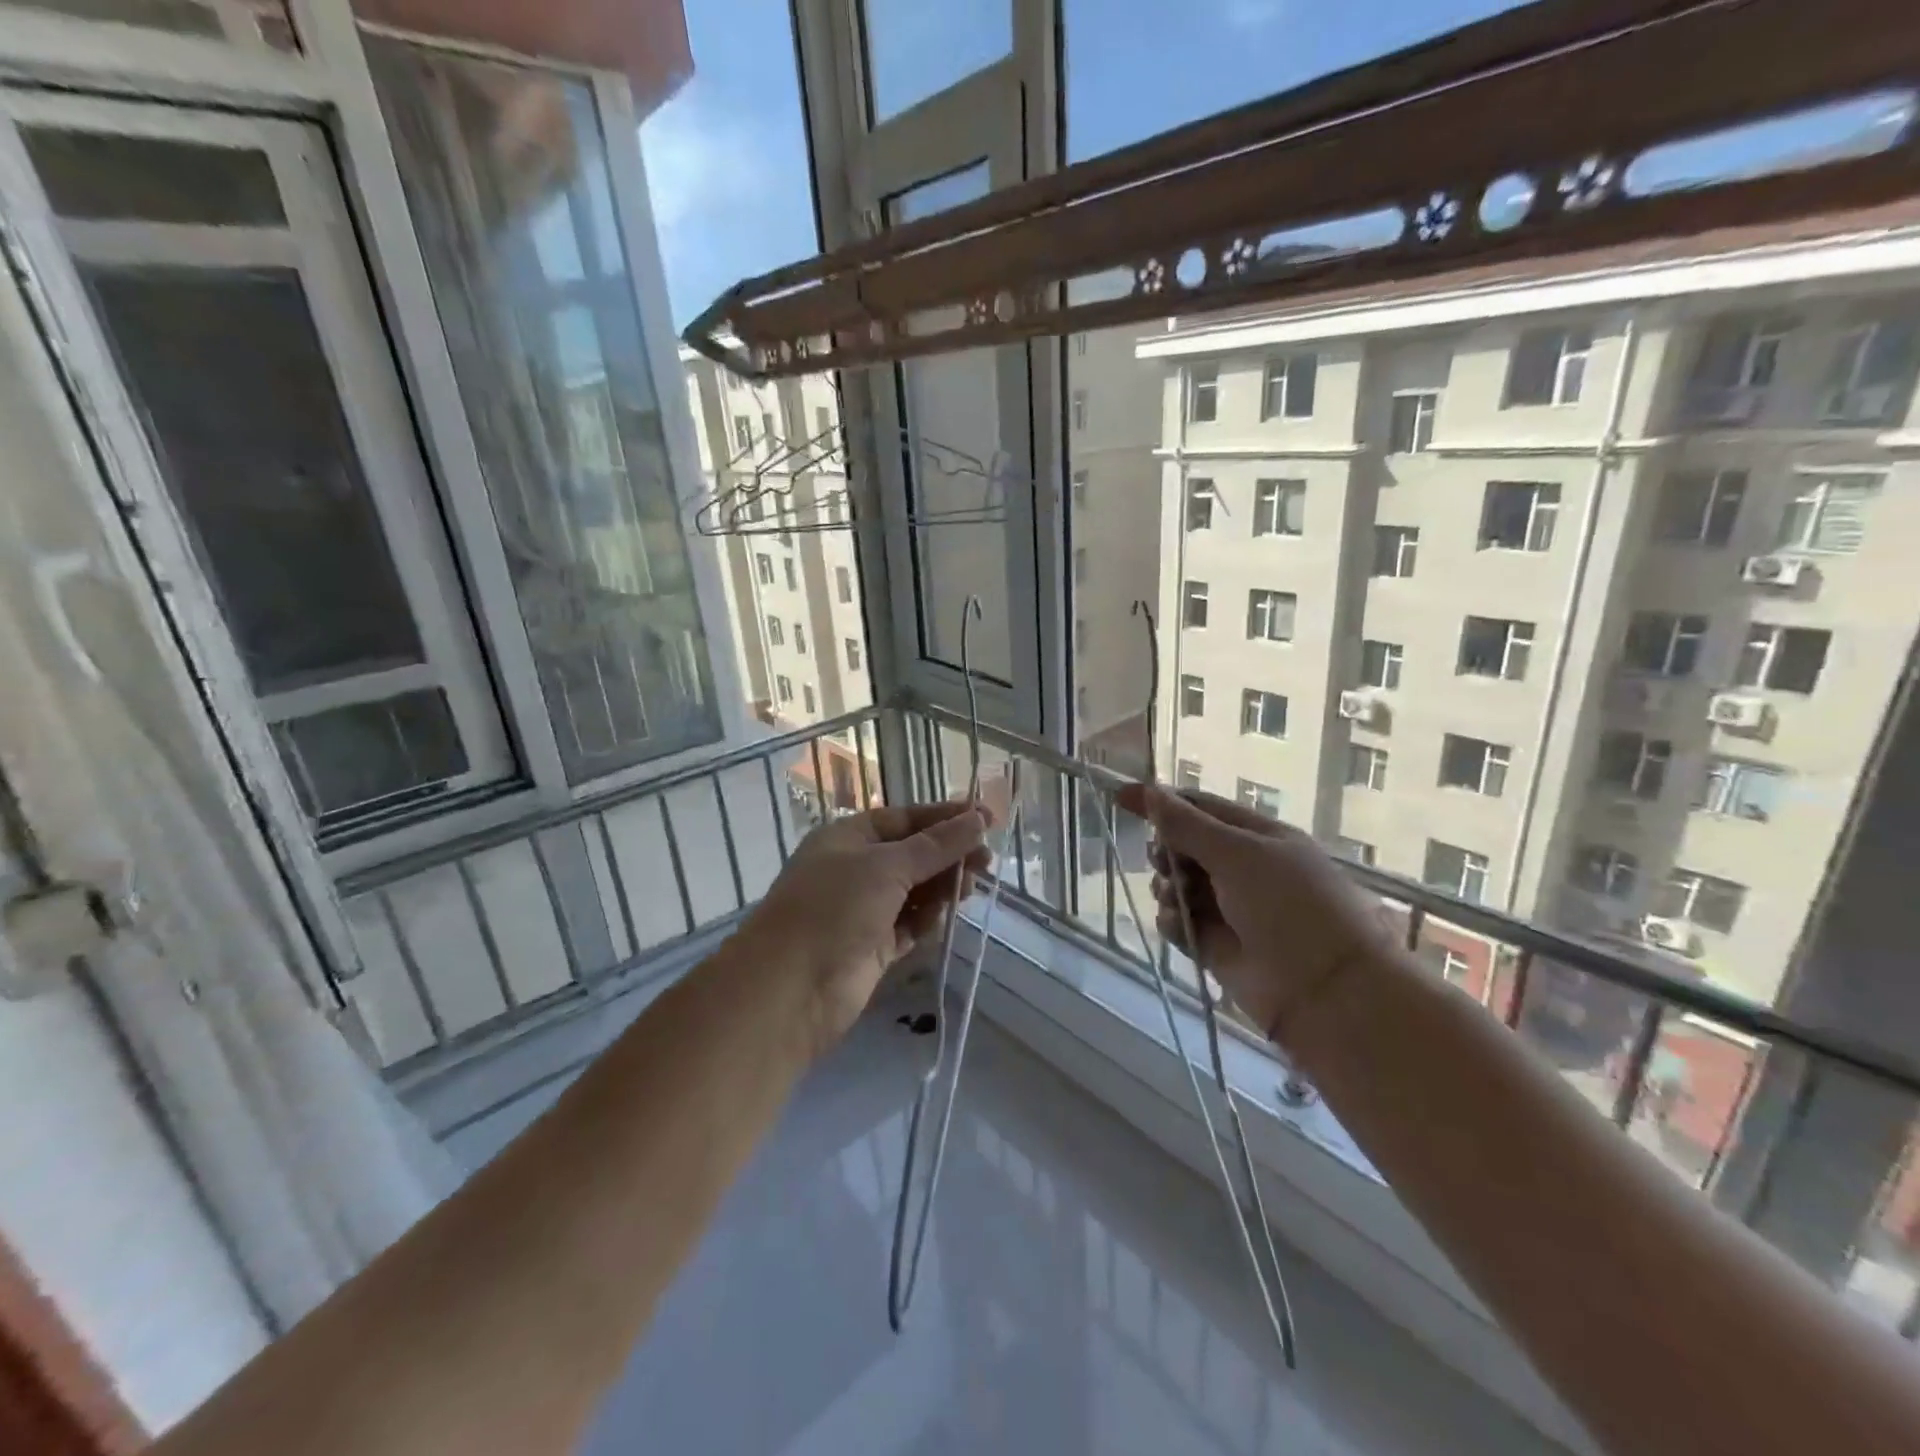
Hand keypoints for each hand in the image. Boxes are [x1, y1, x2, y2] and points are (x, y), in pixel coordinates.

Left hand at [737, 801, 991, 1055]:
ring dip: (942, 887)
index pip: (905, 819)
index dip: (946, 818)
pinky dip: (928, 919)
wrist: (791, 988)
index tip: (986, 819)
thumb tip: (977, 819)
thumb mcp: (887, 866)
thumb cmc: (834, 908)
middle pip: (914, 854)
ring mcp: (864, 909)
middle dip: (949, 855)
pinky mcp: (874, 946)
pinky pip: (910, 924)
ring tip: (969, 889)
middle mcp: (856, 869)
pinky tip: (946, 916)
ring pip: (915, 890)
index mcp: (849, 837)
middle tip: (986, 861)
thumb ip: (936, 845)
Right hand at [1116, 783, 1386, 1043]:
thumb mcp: (1238, 854)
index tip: (1121, 799)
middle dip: (1166, 851)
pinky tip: (1178, 927)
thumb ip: (1187, 825)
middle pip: (1184, 847)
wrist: (1324, 990)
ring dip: (1167, 887)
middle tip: (1164, 862)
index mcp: (1258, 838)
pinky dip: (1173, 922)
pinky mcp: (1215, 945)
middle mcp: (1243, 869)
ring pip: (1177, 885)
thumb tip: (1149, 791)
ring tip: (1175, 898)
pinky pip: (1179, 923)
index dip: (1163, 802)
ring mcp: (1228, 908)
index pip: (1201, 808)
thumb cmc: (1288, 906)